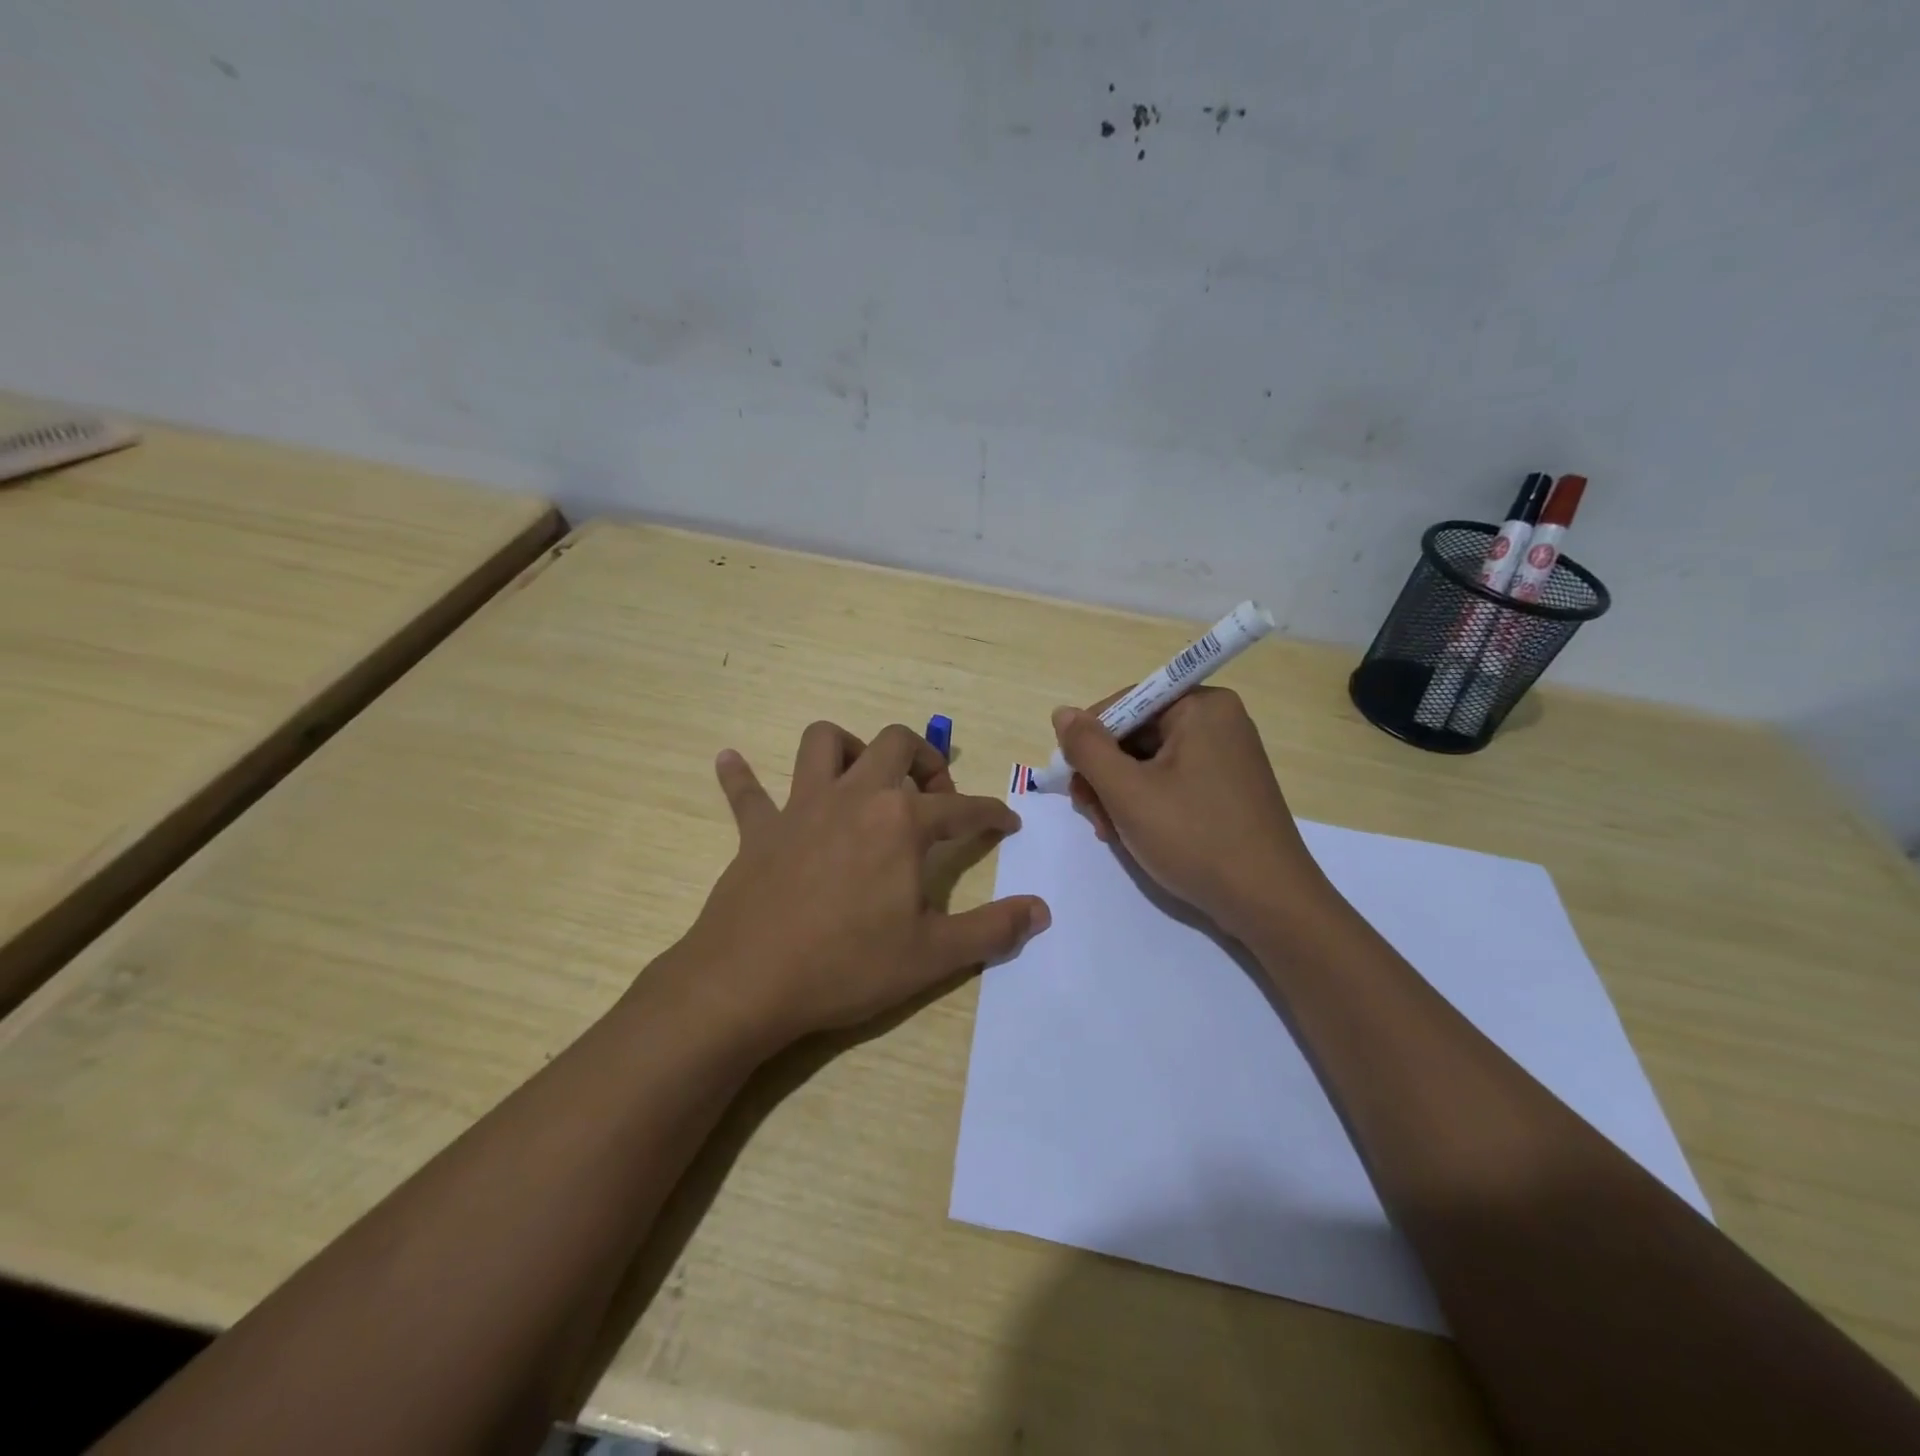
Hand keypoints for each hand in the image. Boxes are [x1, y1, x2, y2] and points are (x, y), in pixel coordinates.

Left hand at [677, 721, 1049, 1047]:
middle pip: (895, 744)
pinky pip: (746, 792)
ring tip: (862, 778)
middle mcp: (853, 797)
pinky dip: (742, 776)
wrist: (748, 984)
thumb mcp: (933, 955)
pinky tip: (731, 760)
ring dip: (848, 747)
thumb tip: (1042, 911)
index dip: (992, 813)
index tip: (1008, 822)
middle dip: (925, 758)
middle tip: (934, 796)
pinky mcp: (758, 830)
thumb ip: (993, 929)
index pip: (962, 807)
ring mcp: (800, 808)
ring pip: (822, 743)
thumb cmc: (847, 966)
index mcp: (900, 822)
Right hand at [1052, 688, 1328, 937]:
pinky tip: (1135, 834)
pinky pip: (1172, 780)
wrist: (1268, 903)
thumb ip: (1088, 748)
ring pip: (1149, 762)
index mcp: (1201, 707)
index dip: (1089, 740)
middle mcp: (1217, 721)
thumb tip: (1062, 713)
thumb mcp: (1127, 792)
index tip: (1072, 781)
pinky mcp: (1227, 788)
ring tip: (1110, 832)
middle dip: (1105, 774)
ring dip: (1120, 794)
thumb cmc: (1194, 838)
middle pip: (1136, 734)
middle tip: (1091, 815)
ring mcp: (1226, 756)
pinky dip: (1147, 803)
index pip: (1125, 704)